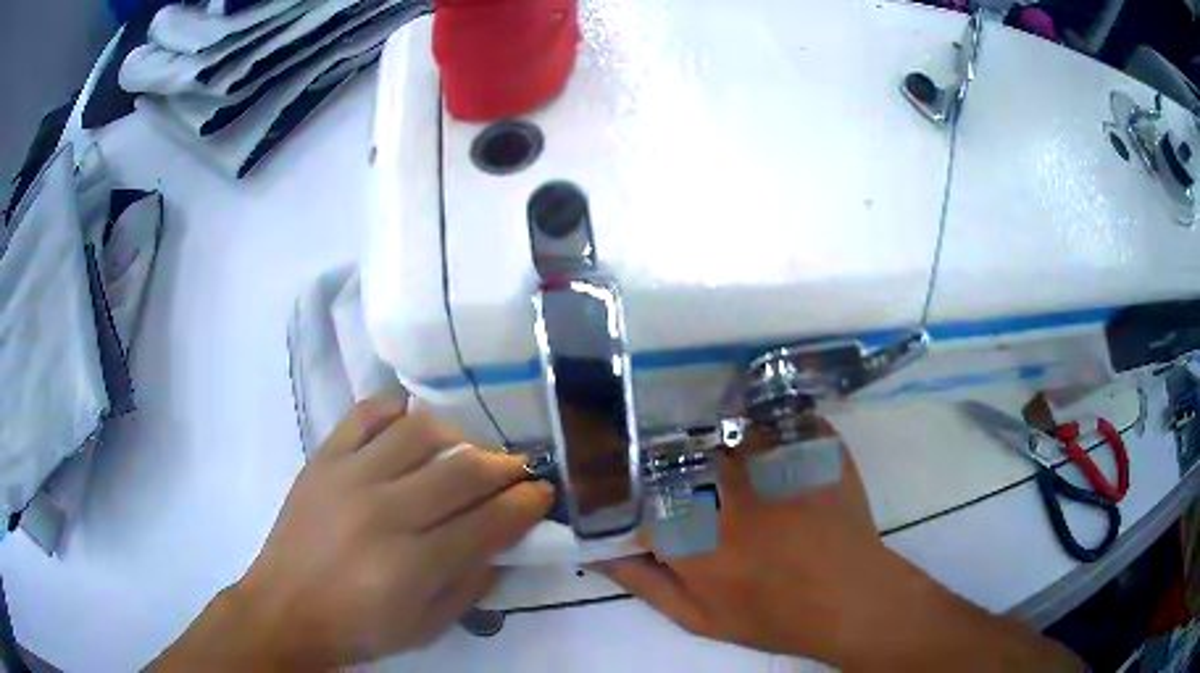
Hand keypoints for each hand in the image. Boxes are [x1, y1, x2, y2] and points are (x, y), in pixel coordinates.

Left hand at [153, 398, 552, 669]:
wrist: (285, 609)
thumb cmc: (360, 628)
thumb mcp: (428, 626)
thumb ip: (472, 584)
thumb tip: (505, 542)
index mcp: (411, 565)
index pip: (488, 522)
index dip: (526, 503)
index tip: (543, 492)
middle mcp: (383, 513)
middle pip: (462, 471)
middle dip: (505, 467)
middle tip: (517, 471)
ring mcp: (348, 478)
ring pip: (419, 431)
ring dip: (457, 438)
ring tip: (464, 454)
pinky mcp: (322, 459)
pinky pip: (366, 413)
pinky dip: (397, 411)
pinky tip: (409, 427)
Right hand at [596, 426, 1082, 670]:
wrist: (850, 599)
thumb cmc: (774, 617)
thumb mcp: (699, 619)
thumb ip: (646, 585)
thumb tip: (602, 555)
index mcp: (692, 540)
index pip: (638, 496)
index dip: (629, 491)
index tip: (635, 493)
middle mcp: (726, 496)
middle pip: (679, 454)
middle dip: (671, 458)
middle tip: (680, 471)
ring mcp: (774, 467)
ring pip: (725, 430)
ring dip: (716, 436)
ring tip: (720, 451)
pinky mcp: (812, 449)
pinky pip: (776, 419)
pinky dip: (764, 423)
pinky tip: (765, 436)